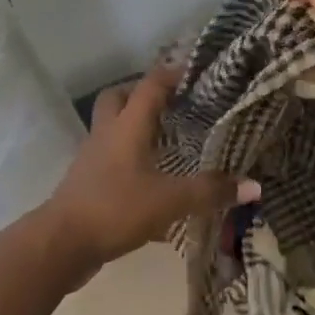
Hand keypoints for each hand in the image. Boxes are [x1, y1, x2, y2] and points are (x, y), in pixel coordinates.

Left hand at [40, 64, 258, 269]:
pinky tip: (151, 179)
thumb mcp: (169, 201)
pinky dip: (130, 158)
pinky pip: (110, 157)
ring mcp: (92, 157)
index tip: (195, 72)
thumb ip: (210, 192)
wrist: (61, 243)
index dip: (172, 74)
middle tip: (172, 102)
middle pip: (119, 98)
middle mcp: (107, 134)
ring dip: (136, 126)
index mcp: (127, 126)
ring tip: (166, 138)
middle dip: (142, 93)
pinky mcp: (87, 181)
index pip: (149, 85)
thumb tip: (254, 185)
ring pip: (112, 127)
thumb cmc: (115, 208)